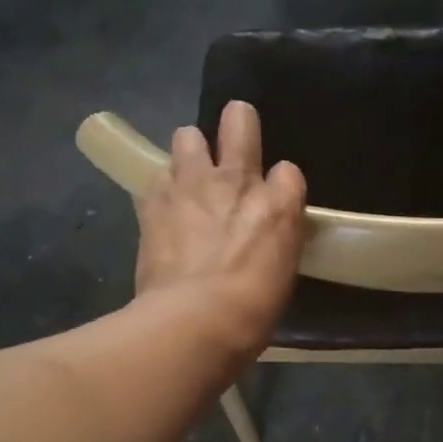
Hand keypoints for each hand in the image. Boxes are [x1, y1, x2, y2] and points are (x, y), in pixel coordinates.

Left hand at [135, 100, 306, 359]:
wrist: (196, 320)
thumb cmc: (252, 312)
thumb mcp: (282, 276)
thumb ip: (274, 243)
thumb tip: (264, 243)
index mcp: (279, 205)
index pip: (288, 171)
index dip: (280, 184)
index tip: (273, 201)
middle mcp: (238, 181)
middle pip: (239, 121)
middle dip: (237, 122)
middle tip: (232, 140)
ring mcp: (192, 185)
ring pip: (188, 136)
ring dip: (190, 152)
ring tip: (188, 177)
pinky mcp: (154, 200)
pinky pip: (156, 176)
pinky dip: (161, 189)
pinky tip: (162, 208)